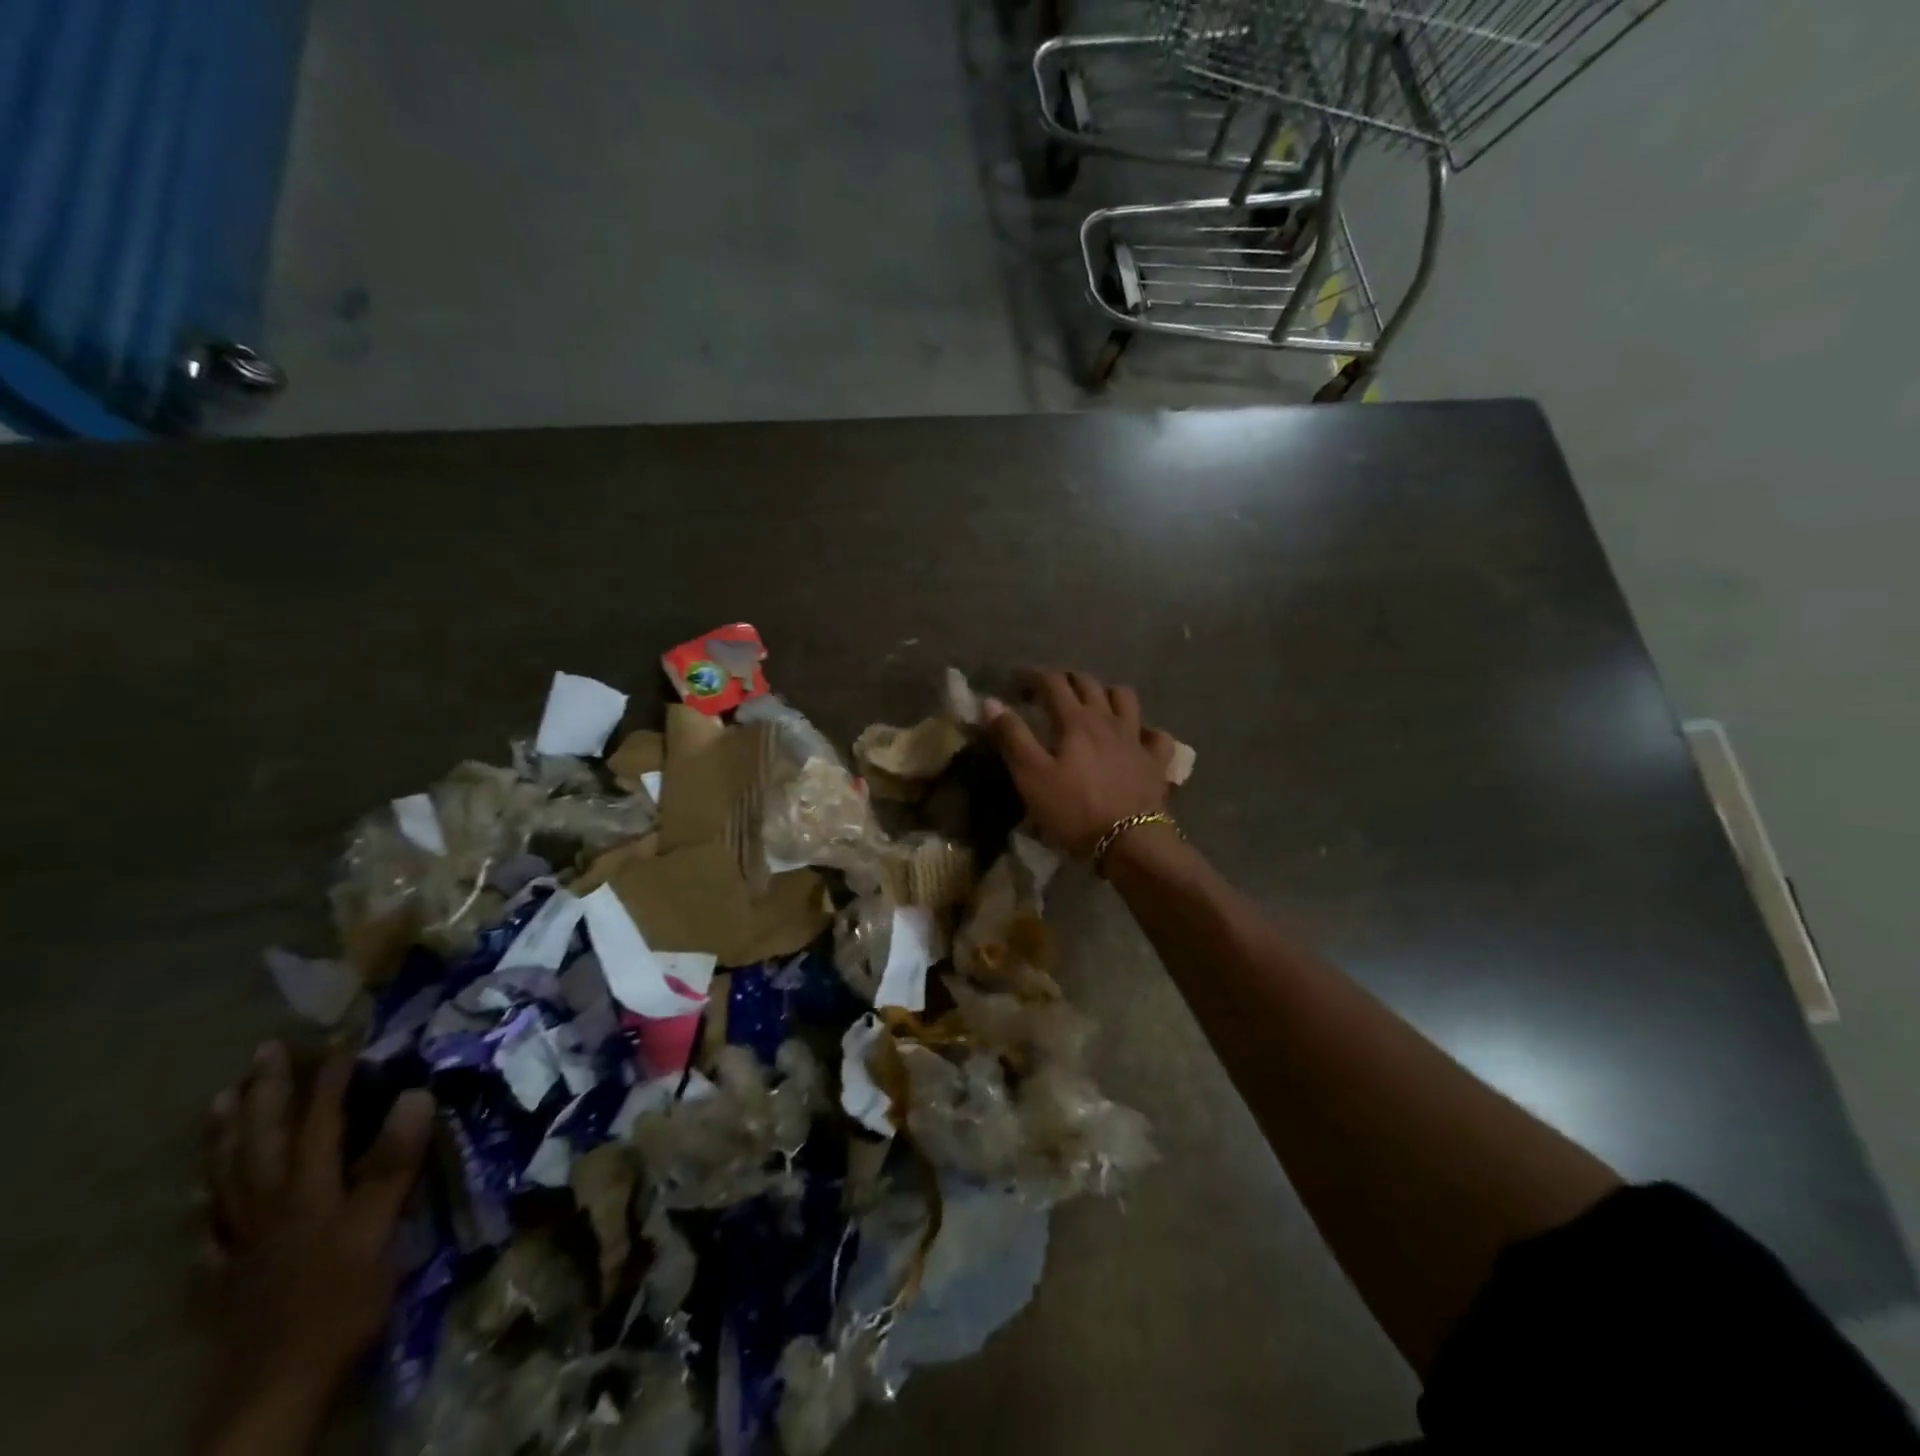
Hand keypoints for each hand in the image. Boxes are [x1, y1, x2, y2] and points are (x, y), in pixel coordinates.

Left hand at [200, 1041, 433, 1446]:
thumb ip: (393, 1163)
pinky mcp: (229, 1282)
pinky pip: (208, 1238)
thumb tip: (416, 1092)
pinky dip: (205, 1212)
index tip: (343, 1034)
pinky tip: (201, 1205)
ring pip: (227, 1180)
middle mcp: (270, 1208)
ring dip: (225, 1137)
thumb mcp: (380, 1228)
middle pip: (261, 1143)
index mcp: (308, 1192)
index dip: (330, 1077)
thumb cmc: (341, 1300)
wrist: (278, 1388)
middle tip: (266, 1050)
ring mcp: (242, 1245)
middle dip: (266, 1093)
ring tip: (222, 1101)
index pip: (318, 1121)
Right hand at [983, 668, 1176, 858]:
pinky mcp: (1156, 762)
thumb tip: (990, 702)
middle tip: (1049, 691)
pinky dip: (1146, 731)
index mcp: (1076, 720)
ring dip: (1107, 694)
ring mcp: (1137, 739)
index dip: (1032, 677)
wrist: (1129, 842)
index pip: (1053, 683)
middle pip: (1089, 684)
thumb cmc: (1074, 810)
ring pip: (1125, 699)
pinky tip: (1137, 737)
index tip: (1016, 682)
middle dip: (1066, 680)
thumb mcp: (1031, 776)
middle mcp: (1108, 720)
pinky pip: (1157, 736)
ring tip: (1094, 705)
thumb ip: (1012, 736)